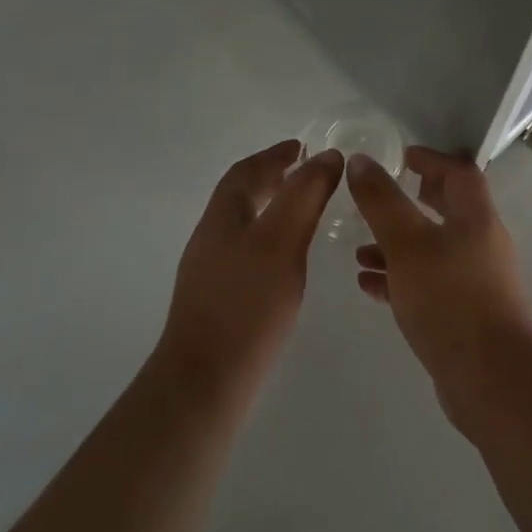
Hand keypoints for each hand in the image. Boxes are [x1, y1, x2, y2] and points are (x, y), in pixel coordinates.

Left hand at [156, 141, 342, 406]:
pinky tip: (289, 262)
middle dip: (272, 179)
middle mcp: (211, 239)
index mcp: (221, 217)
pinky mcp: (218, 304)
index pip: (246, 172)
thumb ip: (305, 194)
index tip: (303, 146)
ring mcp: (210, 274)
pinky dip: (270, 241)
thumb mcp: (282, 240)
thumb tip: (327, 155)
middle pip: (240, 196)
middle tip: (308, 175)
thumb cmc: (246, 305)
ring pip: (244, 226)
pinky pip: (247, 254)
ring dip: (272, 210)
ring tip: (305, 214)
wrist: (205, 385)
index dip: (274, 155)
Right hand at [346, 147, 531, 427]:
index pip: (459, 172)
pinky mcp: (465, 315)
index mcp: (476, 218)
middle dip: (412, 200)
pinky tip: (368, 284)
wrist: (491, 382)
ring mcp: (475, 281)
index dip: (431, 159)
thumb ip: (382, 201)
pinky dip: (400, 277)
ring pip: (432, 249)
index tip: (401, 156)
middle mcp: (481, 243)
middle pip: (448, 209)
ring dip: (397, 244)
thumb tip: (361, 161)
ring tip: (358, 250)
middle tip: (380, 197)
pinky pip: (428, 283)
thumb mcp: (407, 244)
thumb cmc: (450, 300)